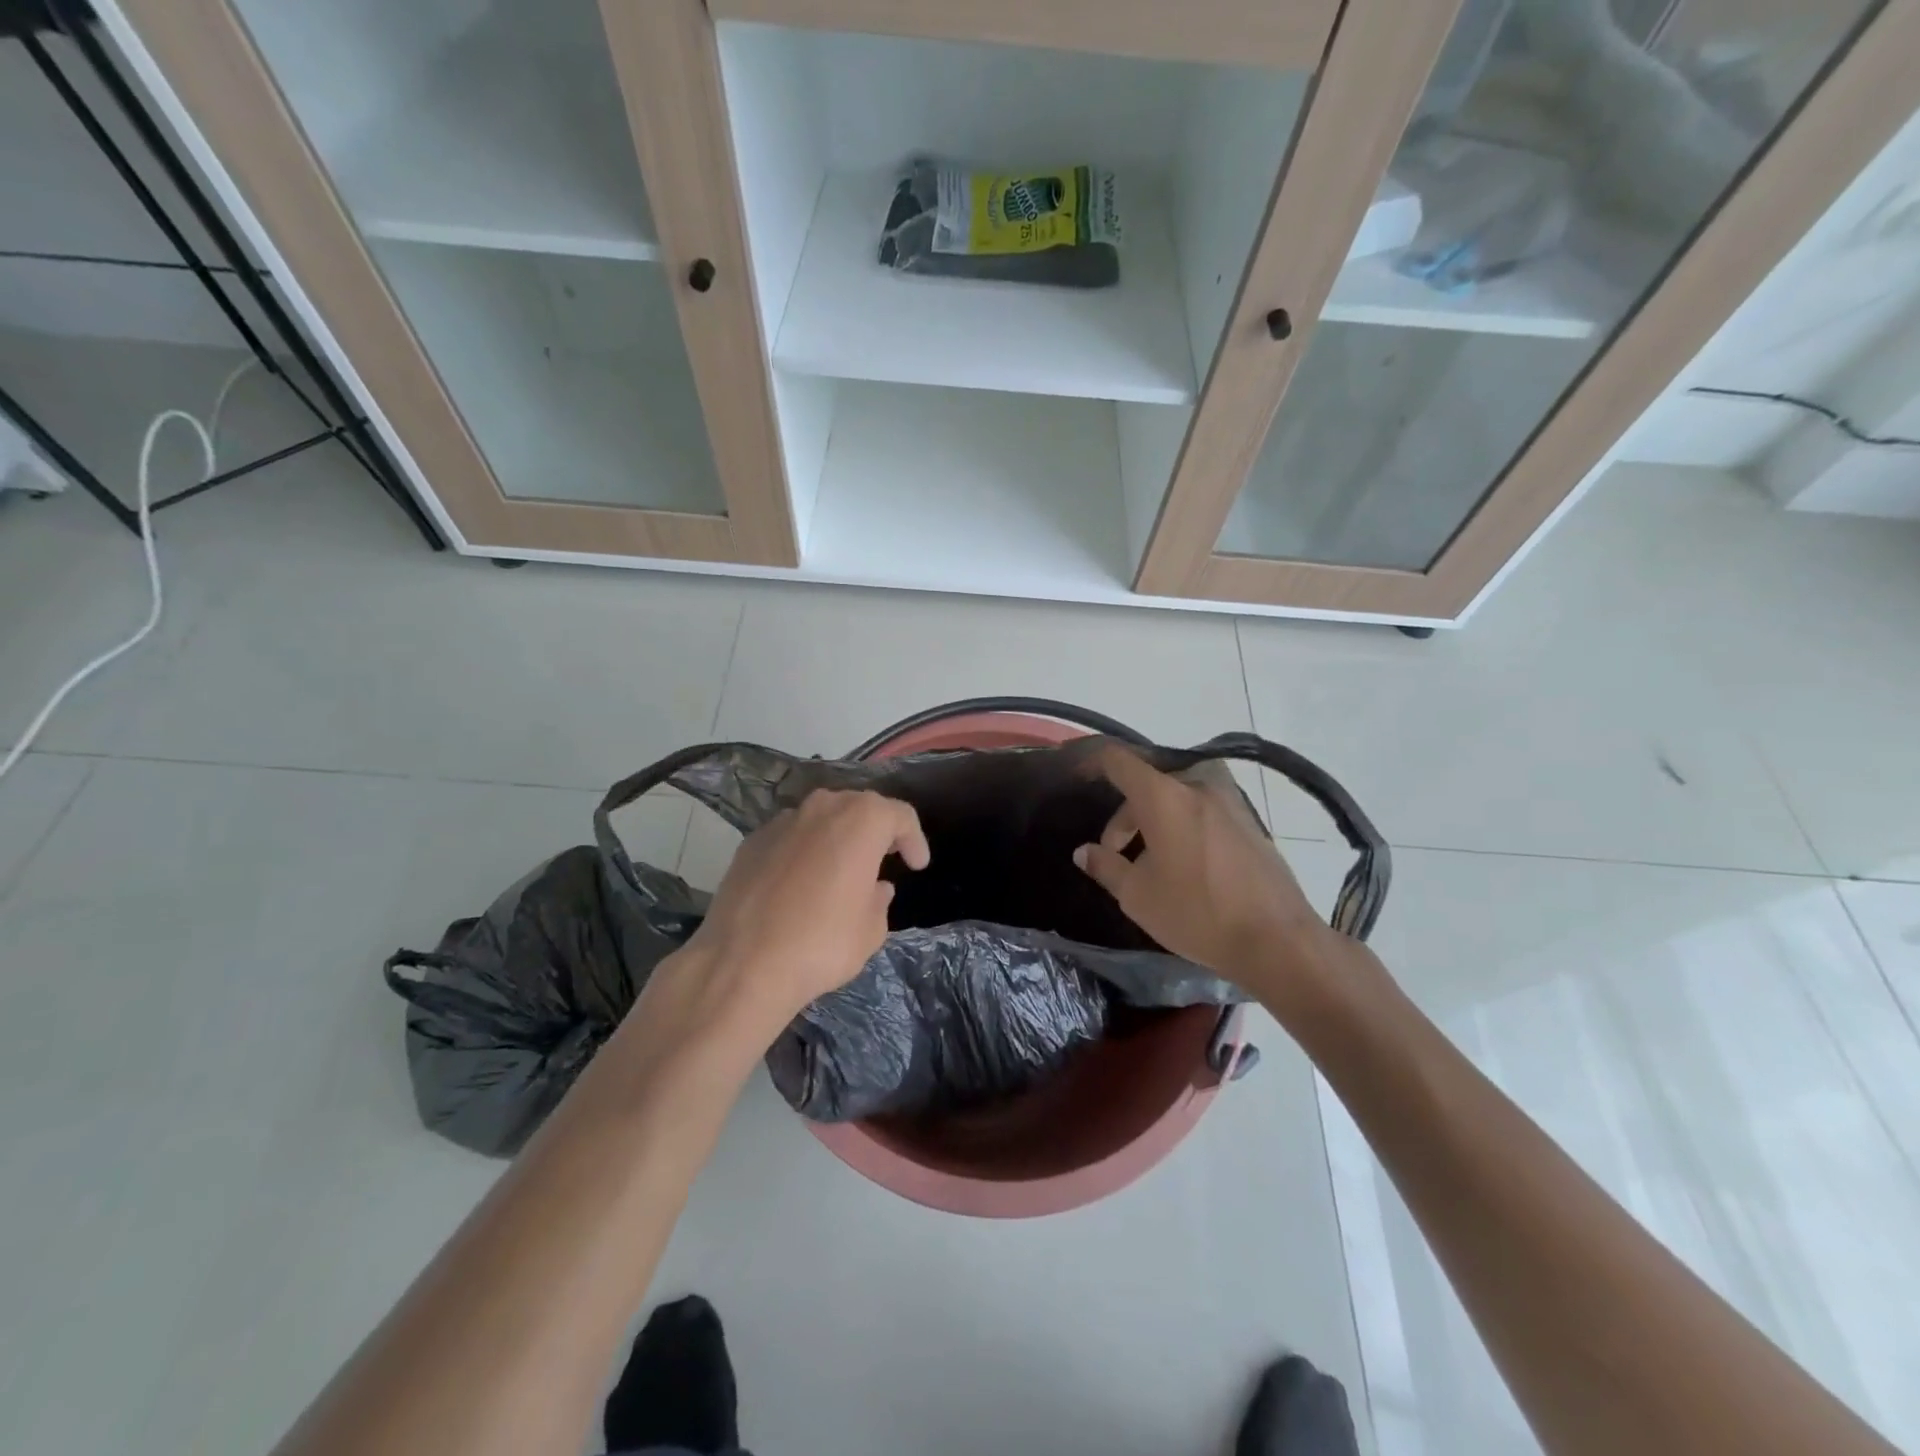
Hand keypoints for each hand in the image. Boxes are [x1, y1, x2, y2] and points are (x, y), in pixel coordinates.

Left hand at [665, 789, 929, 1042]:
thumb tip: (876, 888)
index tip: (916, 866)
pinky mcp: (751, 841)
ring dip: (837, 836)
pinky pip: (790, 836)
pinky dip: (804, 850)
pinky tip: (801, 882)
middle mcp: (822, 808)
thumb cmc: (822, 943)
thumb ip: (879, 900)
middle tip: (884, 859)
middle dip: (876, 830)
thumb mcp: (871, 930)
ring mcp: (782, 821)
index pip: (900, 815)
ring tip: (841, 869)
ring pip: (821, 818)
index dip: (914, 839)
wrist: (743, 964)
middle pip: (859, 807)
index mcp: (861, 820)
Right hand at [1073, 743, 1332, 996]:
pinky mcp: (1250, 822)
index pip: (1120, 760)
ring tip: (1151, 862)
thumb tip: (1084, 852)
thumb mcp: (1137, 895)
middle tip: (1117, 854)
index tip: (1080, 779)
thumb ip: (1105, 866)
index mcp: (1164, 797)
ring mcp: (1230, 802)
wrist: (1278, 940)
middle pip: (1149, 784)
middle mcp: (1198, 787)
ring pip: (1178, 797)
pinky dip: (1184, 825)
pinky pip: (1203, 811)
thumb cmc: (1197, 913)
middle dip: (1126, 815)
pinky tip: (1186, 866)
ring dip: (1156, 820)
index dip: (1095, 764)